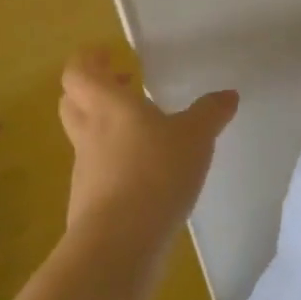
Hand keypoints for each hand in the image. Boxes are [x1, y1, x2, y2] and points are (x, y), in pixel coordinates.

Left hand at [57, 48, 238, 245]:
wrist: (119, 245)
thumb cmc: (155, 173)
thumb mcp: (196, 137)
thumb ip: (210, 113)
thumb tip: (228, 96)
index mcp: (109, 105)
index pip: (79, 72)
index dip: (88, 60)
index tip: (108, 54)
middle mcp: (90, 133)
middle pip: (73, 101)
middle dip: (94, 90)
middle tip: (124, 86)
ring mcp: (85, 170)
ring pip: (85, 137)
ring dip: (105, 127)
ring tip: (144, 131)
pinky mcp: (90, 203)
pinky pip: (98, 171)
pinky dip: (115, 163)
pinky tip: (146, 173)